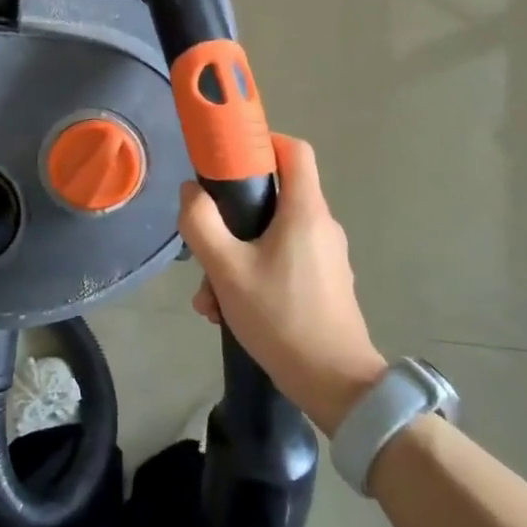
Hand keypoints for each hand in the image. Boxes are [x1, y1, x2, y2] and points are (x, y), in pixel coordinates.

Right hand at [178, 134, 386, 433]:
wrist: (335, 385)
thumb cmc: (281, 318)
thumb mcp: (227, 269)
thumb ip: (202, 223)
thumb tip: (191, 192)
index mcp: (305, 211)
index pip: (294, 150)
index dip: (262, 142)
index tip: (228, 157)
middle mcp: (321, 226)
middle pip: (274, 198)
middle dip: (232, 218)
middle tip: (206, 246)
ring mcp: (326, 256)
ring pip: (273, 236)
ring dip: (236, 257)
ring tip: (210, 298)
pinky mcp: (324, 283)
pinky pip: (283, 262)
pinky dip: (255, 275)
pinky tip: (230, 311)